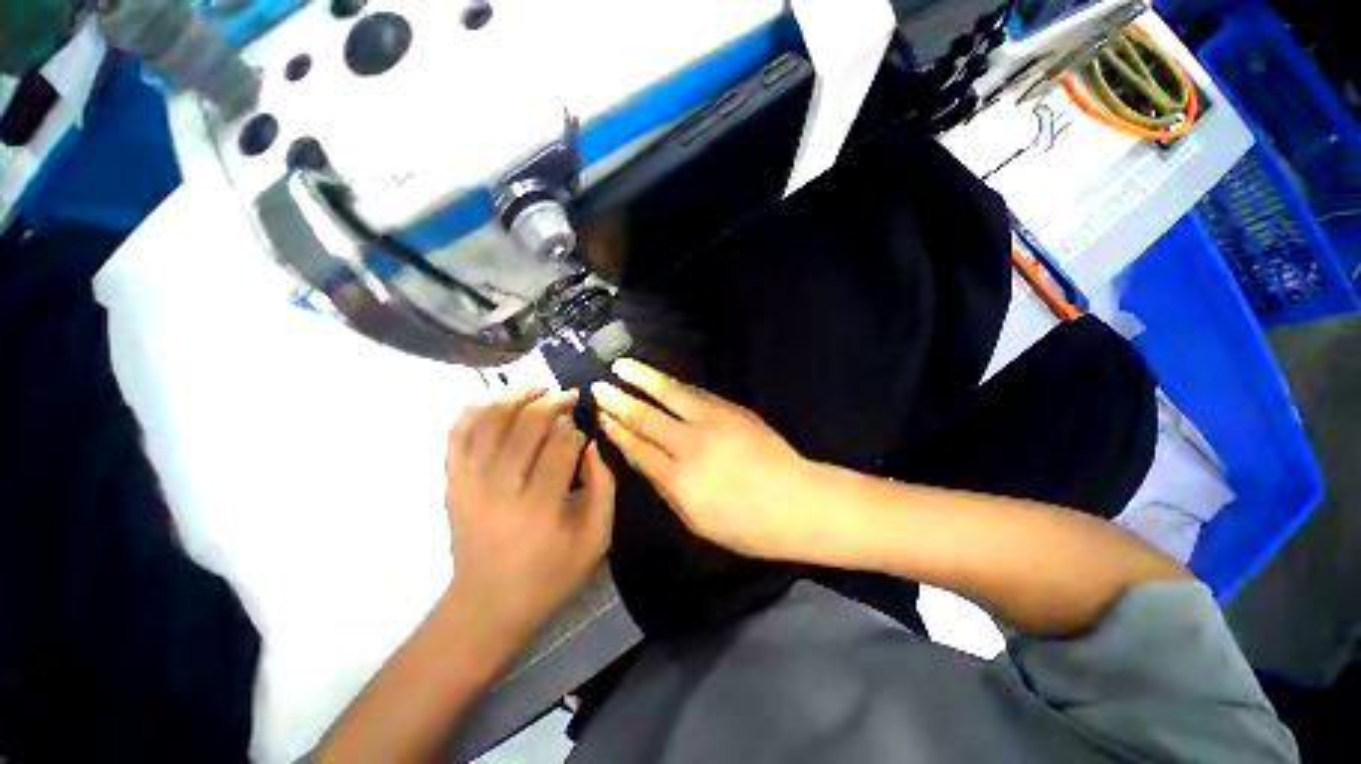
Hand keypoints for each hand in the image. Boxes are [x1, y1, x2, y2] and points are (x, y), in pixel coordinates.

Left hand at [443, 388, 615, 638]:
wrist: (486, 608)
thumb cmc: (550, 575)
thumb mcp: (596, 539)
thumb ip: (604, 487)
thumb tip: (593, 444)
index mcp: (540, 507)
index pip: (560, 445)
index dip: (575, 428)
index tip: (584, 427)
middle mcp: (499, 490)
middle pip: (525, 425)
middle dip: (552, 402)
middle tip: (568, 397)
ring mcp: (468, 484)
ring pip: (489, 421)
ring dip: (515, 396)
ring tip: (538, 390)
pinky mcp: (451, 484)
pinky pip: (456, 435)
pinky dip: (473, 410)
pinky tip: (494, 401)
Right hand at [593, 359, 826, 561]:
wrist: (799, 502)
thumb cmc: (749, 525)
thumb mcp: (699, 521)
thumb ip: (669, 488)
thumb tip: (647, 462)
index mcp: (680, 480)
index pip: (638, 448)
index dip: (617, 431)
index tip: (601, 416)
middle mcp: (691, 445)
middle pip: (647, 418)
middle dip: (620, 401)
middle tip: (599, 387)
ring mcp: (714, 422)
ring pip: (670, 395)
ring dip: (644, 379)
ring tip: (623, 365)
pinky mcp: (733, 410)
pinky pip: (696, 394)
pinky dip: (674, 385)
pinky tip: (662, 379)